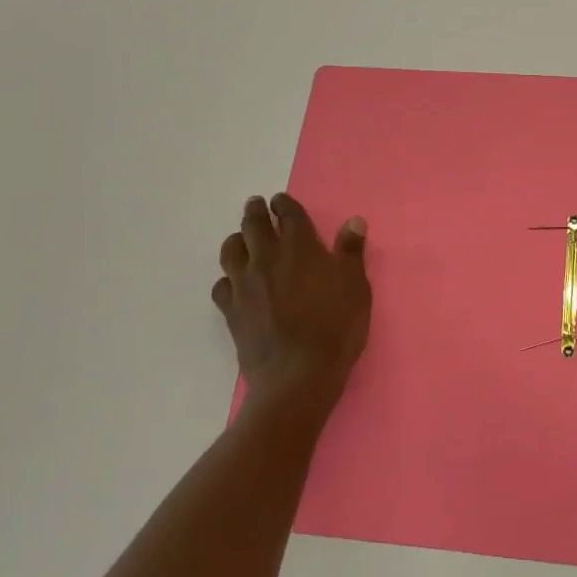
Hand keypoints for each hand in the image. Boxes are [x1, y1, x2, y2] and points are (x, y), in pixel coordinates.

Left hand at [213, 193, 370, 411]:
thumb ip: (351, 252)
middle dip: (255, 211)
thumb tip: (353, 221)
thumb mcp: (355, 287)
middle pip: (254, 225)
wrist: (297, 375)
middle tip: (256, 205)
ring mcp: (244, 284)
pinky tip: (233, 284)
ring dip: (236, 239)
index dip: (284, 204)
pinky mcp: (231, 311)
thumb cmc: (335, 327)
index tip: (280, 201)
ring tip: (241, 239)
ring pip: (231, 250)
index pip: (288, 214)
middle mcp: (267, 258)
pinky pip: (221, 286)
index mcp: (300, 247)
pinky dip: (227, 279)